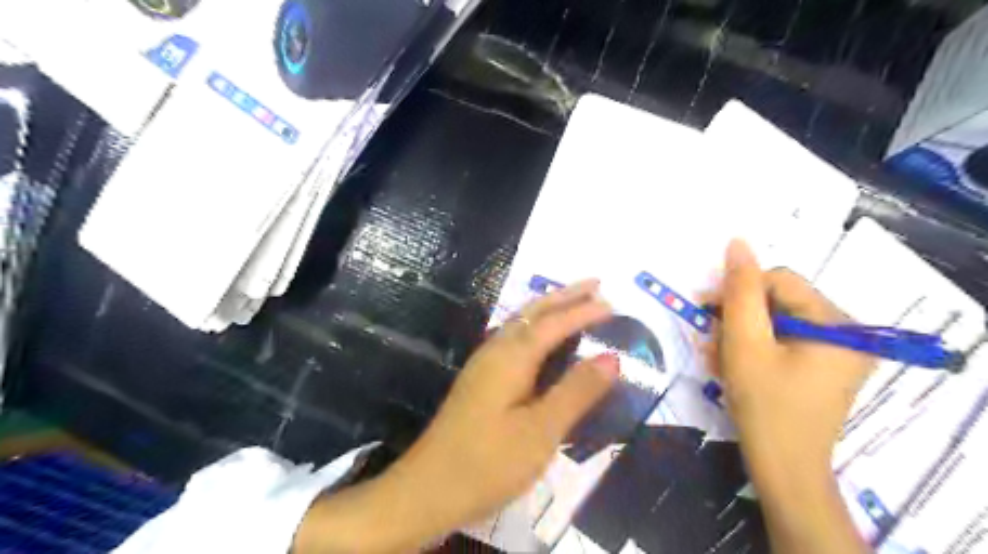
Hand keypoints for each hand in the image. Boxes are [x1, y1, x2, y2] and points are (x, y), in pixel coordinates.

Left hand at [391, 279, 615, 533]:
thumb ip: (576, 391)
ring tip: (574, 302)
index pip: (554, 323)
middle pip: (533, 312)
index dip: (584, 311)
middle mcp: (495, 351)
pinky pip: (513, 338)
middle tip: (596, 284)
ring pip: (520, 323)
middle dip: (565, 296)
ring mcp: (483, 364)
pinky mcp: (480, 380)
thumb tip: (611, 357)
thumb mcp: (541, 431)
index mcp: (511, 357)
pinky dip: (535, 327)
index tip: (613, 303)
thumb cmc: (488, 464)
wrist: (427, 490)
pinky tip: (541, 339)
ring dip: (549, 308)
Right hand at [706, 240, 875, 553]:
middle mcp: (847, 331)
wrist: (783, 468)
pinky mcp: (823, 366)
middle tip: (708, 339)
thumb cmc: (763, 403)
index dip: (737, 291)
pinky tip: (730, 365)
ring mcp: (837, 351)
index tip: (704, 310)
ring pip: (774, 322)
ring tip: (715, 357)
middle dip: (736, 318)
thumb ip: (739, 290)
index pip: (779, 281)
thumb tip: (737, 242)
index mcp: (838, 322)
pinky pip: (781, 342)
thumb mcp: (744, 342)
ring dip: (738, 335)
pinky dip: (752, 348)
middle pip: (777, 302)